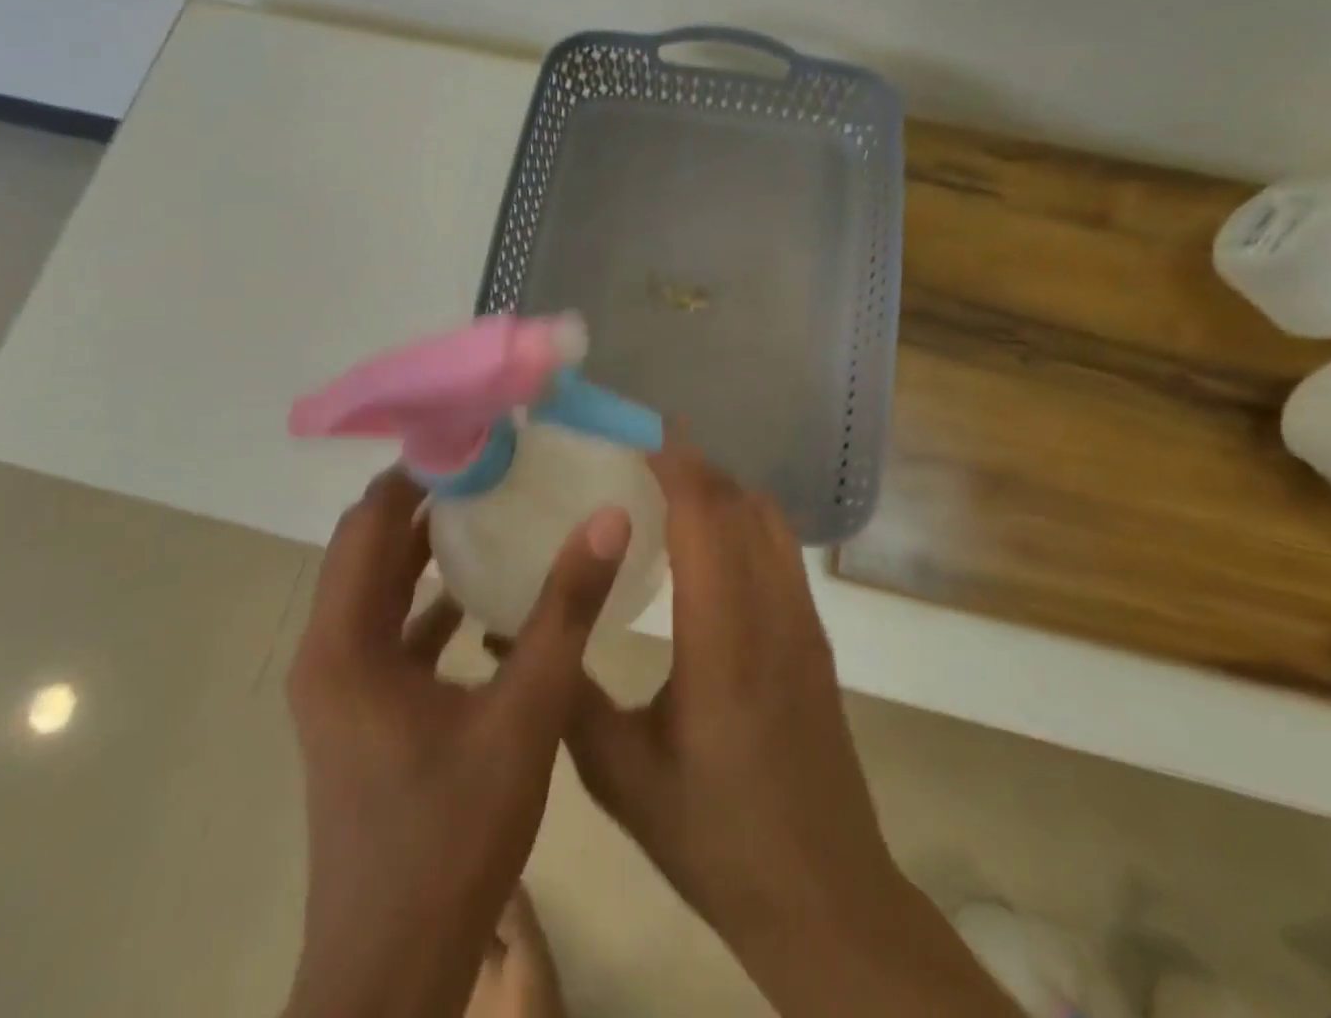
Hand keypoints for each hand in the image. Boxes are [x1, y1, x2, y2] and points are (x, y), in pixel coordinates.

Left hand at [284, 468, 631, 1017]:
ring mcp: (341, 686)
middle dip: (424, 498)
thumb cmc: (450, 838)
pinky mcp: (362, 713)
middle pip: (368, 546)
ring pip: (378, 588)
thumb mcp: (523, 715)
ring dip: (425, 546)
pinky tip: (484, 592)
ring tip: (491, 505)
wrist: (392, 976)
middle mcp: (329, 653)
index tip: (476, 437)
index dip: (418, 471)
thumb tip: (606, 519)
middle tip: (492, 461)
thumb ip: (564, 612)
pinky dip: (429, 599)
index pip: (370, 520)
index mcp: (345, 643)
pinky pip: (392, 630)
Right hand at [564, 445, 1020, 1017]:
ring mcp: (802, 622)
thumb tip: (505, 629)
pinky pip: (781, 548)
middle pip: (739, 503)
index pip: (706, 517)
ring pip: (767, 519)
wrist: (825, 897)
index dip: (675, 463)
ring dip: (721, 488)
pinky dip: (744, 518)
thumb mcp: (619, 774)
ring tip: (667, 487)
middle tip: (636, 455)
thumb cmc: (715, 838)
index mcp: (722, 640)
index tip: (635, 433)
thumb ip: (564, 692)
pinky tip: (707, 542)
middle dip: (691, 464)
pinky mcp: (814, 638)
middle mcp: (771, 613)